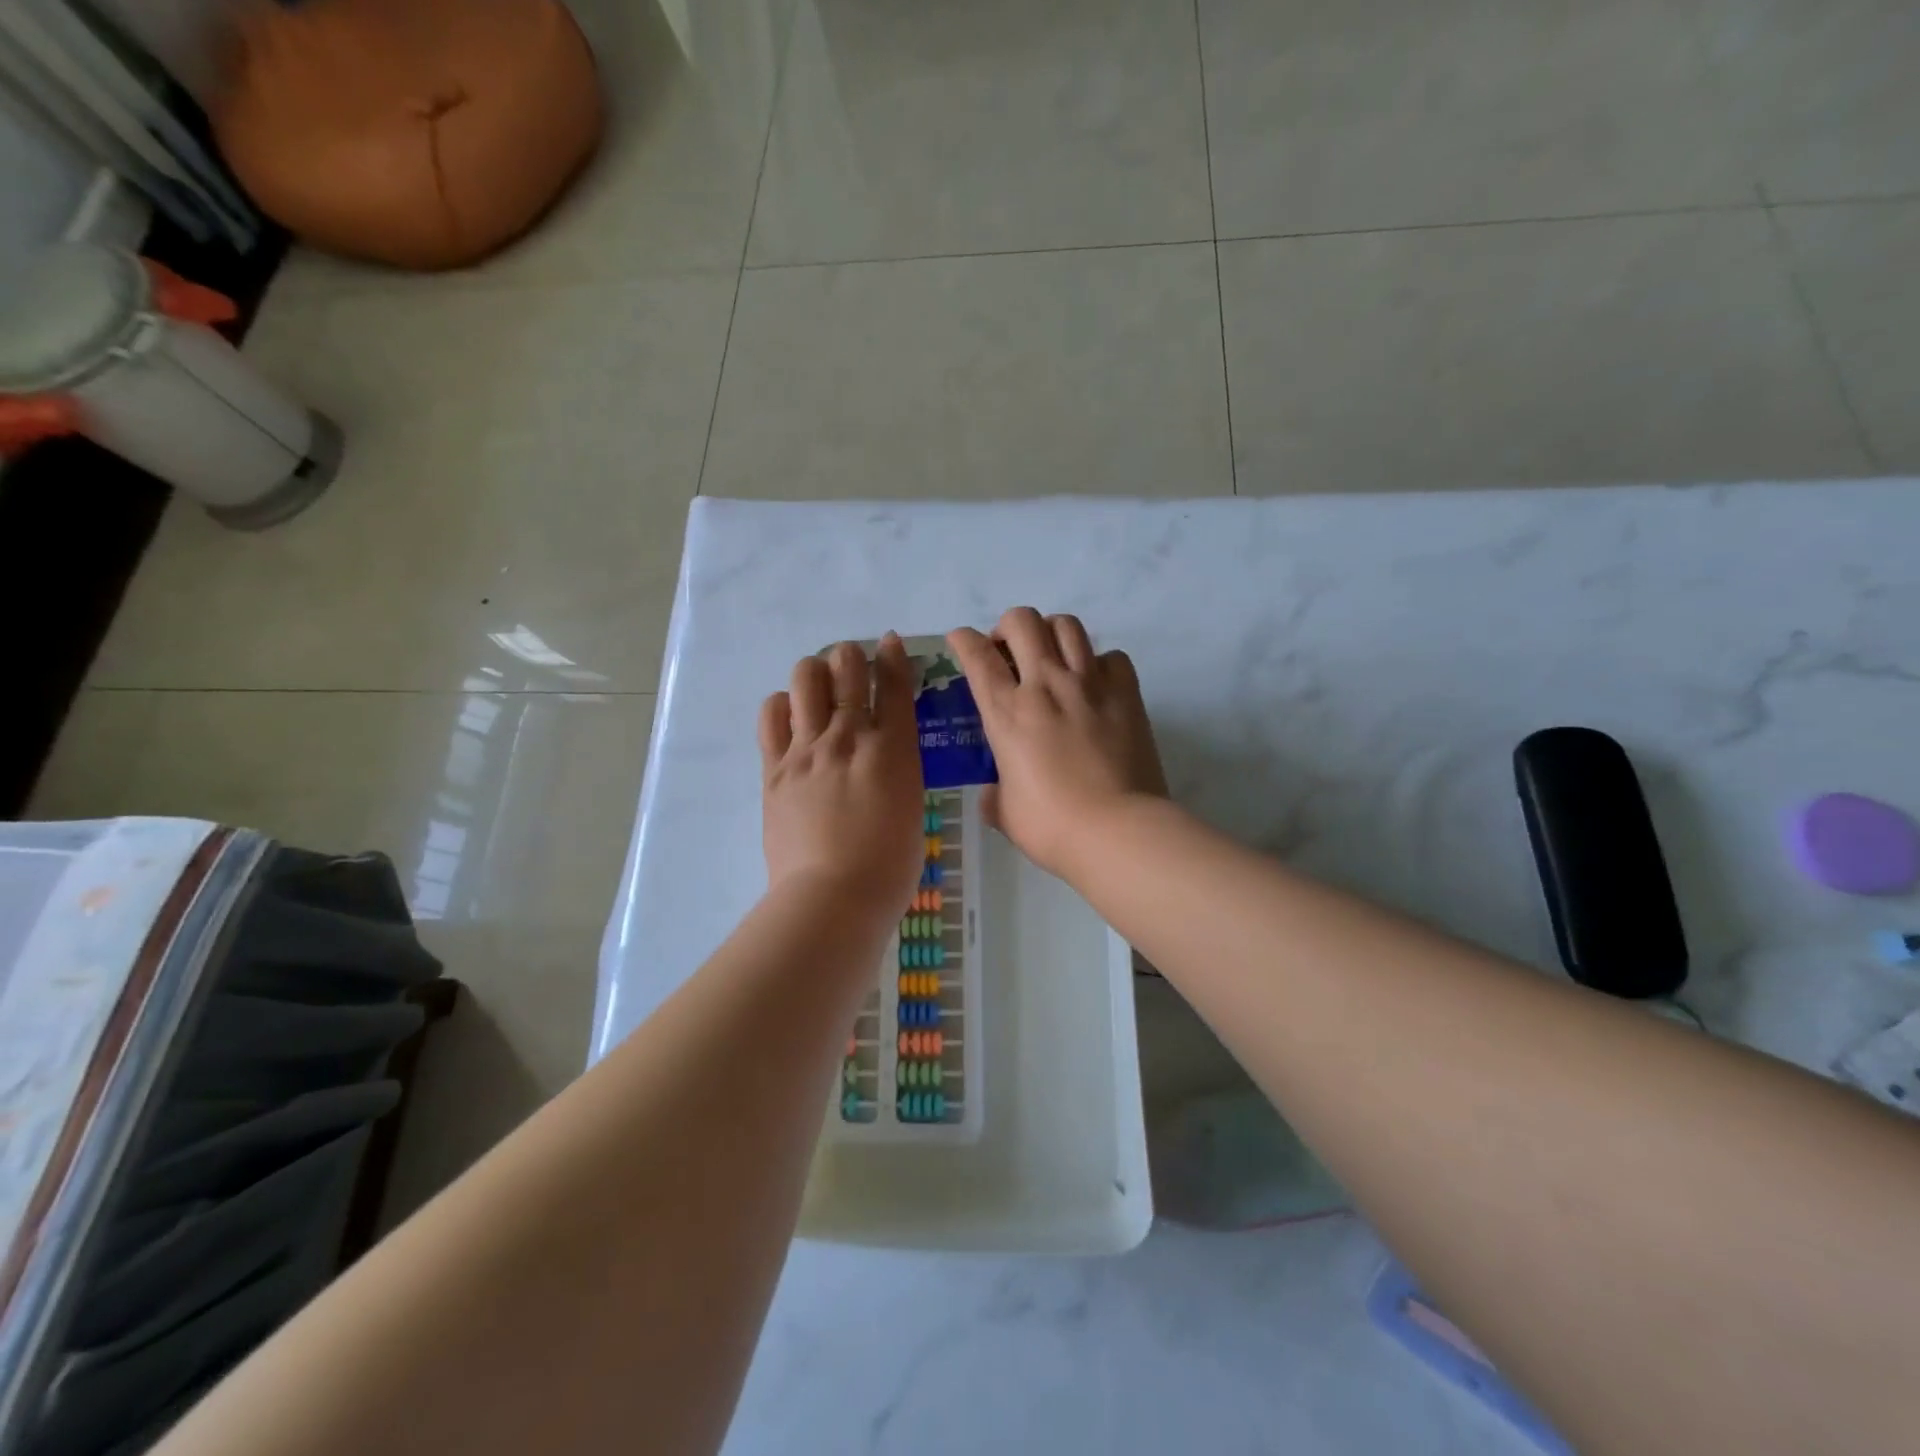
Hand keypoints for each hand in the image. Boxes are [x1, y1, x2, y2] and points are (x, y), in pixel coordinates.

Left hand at [759, 636, 924, 920]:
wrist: (832, 897)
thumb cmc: (889, 866)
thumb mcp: (911, 807)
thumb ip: (897, 770)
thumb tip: (883, 754)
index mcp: (893, 748)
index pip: (893, 685)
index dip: (893, 656)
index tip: (890, 642)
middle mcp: (849, 737)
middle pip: (846, 669)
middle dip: (851, 657)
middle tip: (852, 665)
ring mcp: (806, 750)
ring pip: (805, 681)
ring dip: (815, 672)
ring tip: (819, 685)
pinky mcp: (775, 769)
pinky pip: (771, 715)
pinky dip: (782, 704)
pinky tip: (789, 713)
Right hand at [948, 608, 1166, 880]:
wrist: (1117, 831)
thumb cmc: (1052, 827)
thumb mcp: (1006, 813)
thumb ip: (995, 795)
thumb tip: (995, 792)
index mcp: (1007, 713)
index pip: (976, 656)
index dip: (963, 639)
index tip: (960, 641)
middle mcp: (1045, 685)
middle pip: (1022, 621)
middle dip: (1008, 626)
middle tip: (1008, 652)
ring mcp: (1089, 684)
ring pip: (1067, 625)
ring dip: (1051, 632)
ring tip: (1050, 656)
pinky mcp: (1126, 694)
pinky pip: (1112, 657)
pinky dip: (1099, 662)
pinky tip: (1095, 683)